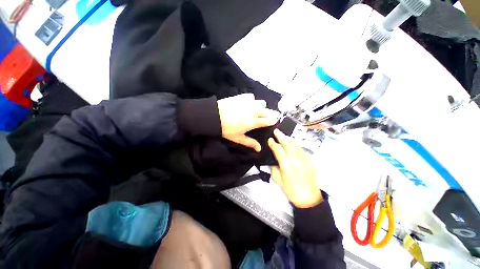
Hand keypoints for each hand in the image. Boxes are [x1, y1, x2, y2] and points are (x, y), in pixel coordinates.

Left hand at [218, 94, 278, 151]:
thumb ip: (250, 143)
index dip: (273, 120)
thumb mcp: (238, 138)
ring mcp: (248, 103)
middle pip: (268, 111)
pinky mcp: (242, 97)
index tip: (274, 121)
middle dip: (270, 114)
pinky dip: (252, 101)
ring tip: (257, 110)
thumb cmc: (226, 129)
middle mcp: (253, 111)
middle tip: (267, 117)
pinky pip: (252, 97)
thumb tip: (259, 149)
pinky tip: (248, 104)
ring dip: (262, 107)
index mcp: (253, 122)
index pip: (268, 120)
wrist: (214, 116)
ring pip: (262, 103)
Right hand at [268, 129, 322, 207]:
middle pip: (288, 144)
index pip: (278, 150)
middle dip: (281, 136)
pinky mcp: (310, 160)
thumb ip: (274, 168)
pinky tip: (292, 143)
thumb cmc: (291, 191)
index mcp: (287, 165)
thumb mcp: (278, 180)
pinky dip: (296, 144)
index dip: (273, 144)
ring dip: (289, 139)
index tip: (269, 139)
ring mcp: (305, 159)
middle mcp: (297, 160)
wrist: (309, 198)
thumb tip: (272, 160)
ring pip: (296, 144)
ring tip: (283, 135)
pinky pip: (302, 149)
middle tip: (276, 131)